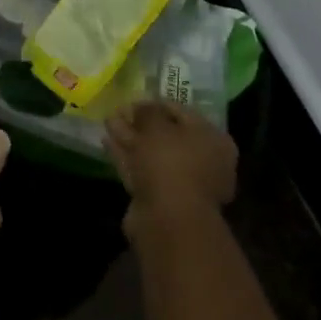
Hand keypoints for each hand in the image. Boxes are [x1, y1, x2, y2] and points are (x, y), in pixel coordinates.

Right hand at [106, 101, 237, 234]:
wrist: (169, 220)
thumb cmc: (171, 162)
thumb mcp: (156, 125)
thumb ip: (147, 111)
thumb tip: (139, 106)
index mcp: (213, 140)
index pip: (183, 112)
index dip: (156, 103)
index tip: (133, 99)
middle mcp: (204, 162)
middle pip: (167, 135)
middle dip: (140, 123)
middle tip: (118, 110)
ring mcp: (182, 184)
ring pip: (152, 154)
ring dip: (130, 138)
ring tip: (107, 121)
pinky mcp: (161, 200)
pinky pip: (142, 170)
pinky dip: (126, 157)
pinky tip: (107, 142)